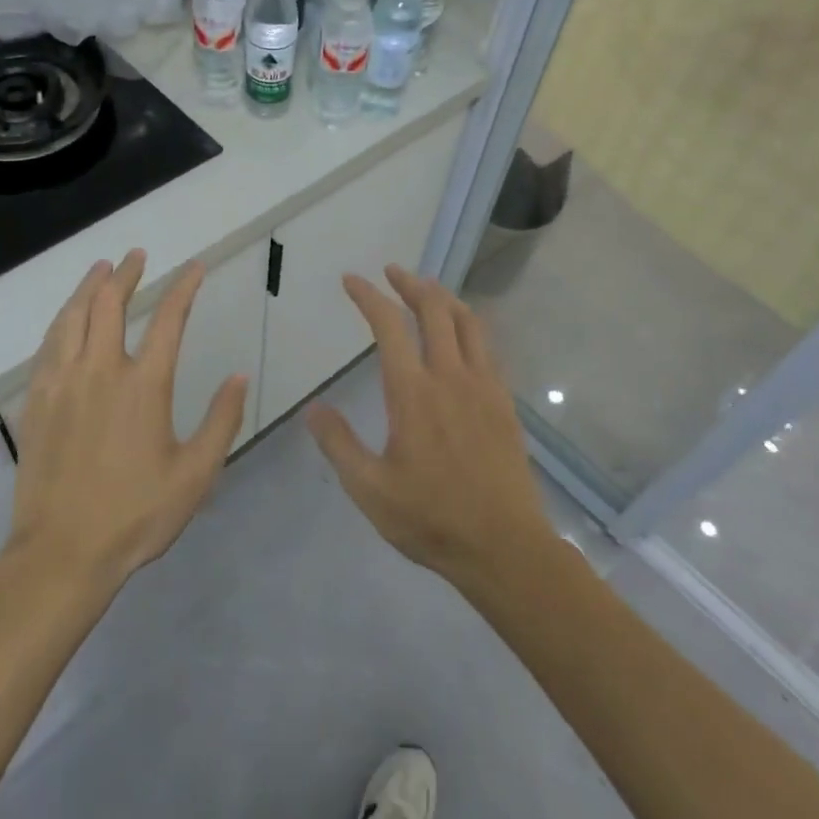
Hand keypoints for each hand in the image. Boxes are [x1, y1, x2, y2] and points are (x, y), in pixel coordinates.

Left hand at [10, 249, 247, 589]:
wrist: (63, 552)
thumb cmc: (136, 515)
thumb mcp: (196, 474)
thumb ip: (221, 421)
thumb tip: (240, 376)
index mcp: (144, 385)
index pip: (169, 320)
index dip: (183, 288)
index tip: (194, 268)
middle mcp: (101, 371)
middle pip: (110, 305)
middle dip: (126, 274)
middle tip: (136, 256)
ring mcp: (62, 383)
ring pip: (72, 317)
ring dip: (88, 287)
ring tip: (100, 269)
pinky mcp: (37, 401)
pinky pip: (47, 346)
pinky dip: (61, 321)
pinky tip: (65, 320)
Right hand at [307, 265, 552, 592]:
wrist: (504, 546)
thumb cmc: (431, 519)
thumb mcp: (370, 489)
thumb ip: (339, 444)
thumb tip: (313, 409)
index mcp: (413, 393)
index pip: (389, 327)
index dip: (368, 297)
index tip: (352, 280)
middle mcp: (451, 377)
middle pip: (434, 310)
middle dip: (410, 284)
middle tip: (391, 272)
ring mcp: (484, 386)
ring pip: (467, 322)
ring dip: (444, 297)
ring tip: (427, 289)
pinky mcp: (504, 402)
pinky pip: (488, 346)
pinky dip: (470, 324)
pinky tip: (462, 334)